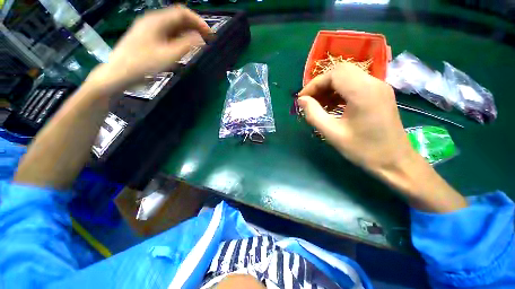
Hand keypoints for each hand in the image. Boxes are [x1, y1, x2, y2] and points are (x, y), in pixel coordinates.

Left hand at [88, 5, 210, 92]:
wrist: (119, 73)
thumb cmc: (143, 64)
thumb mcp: (168, 55)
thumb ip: (186, 45)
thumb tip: (200, 38)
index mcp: (157, 21)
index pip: (182, 13)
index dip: (198, 21)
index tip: (209, 33)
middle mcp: (152, 20)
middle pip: (177, 18)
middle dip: (193, 27)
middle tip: (205, 40)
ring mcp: (148, 28)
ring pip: (172, 26)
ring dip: (186, 33)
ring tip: (197, 45)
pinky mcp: (146, 36)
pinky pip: (166, 33)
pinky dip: (177, 38)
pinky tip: (182, 47)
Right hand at [298, 63, 414, 175]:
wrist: (395, 161)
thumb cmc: (363, 149)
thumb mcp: (332, 133)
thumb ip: (313, 114)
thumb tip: (302, 100)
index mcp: (363, 92)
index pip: (334, 74)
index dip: (314, 84)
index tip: (302, 99)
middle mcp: (374, 83)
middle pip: (341, 71)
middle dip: (321, 84)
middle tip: (310, 101)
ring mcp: (379, 87)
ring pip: (347, 76)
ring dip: (329, 88)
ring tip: (319, 105)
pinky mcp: (379, 93)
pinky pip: (355, 84)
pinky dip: (339, 92)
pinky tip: (332, 106)